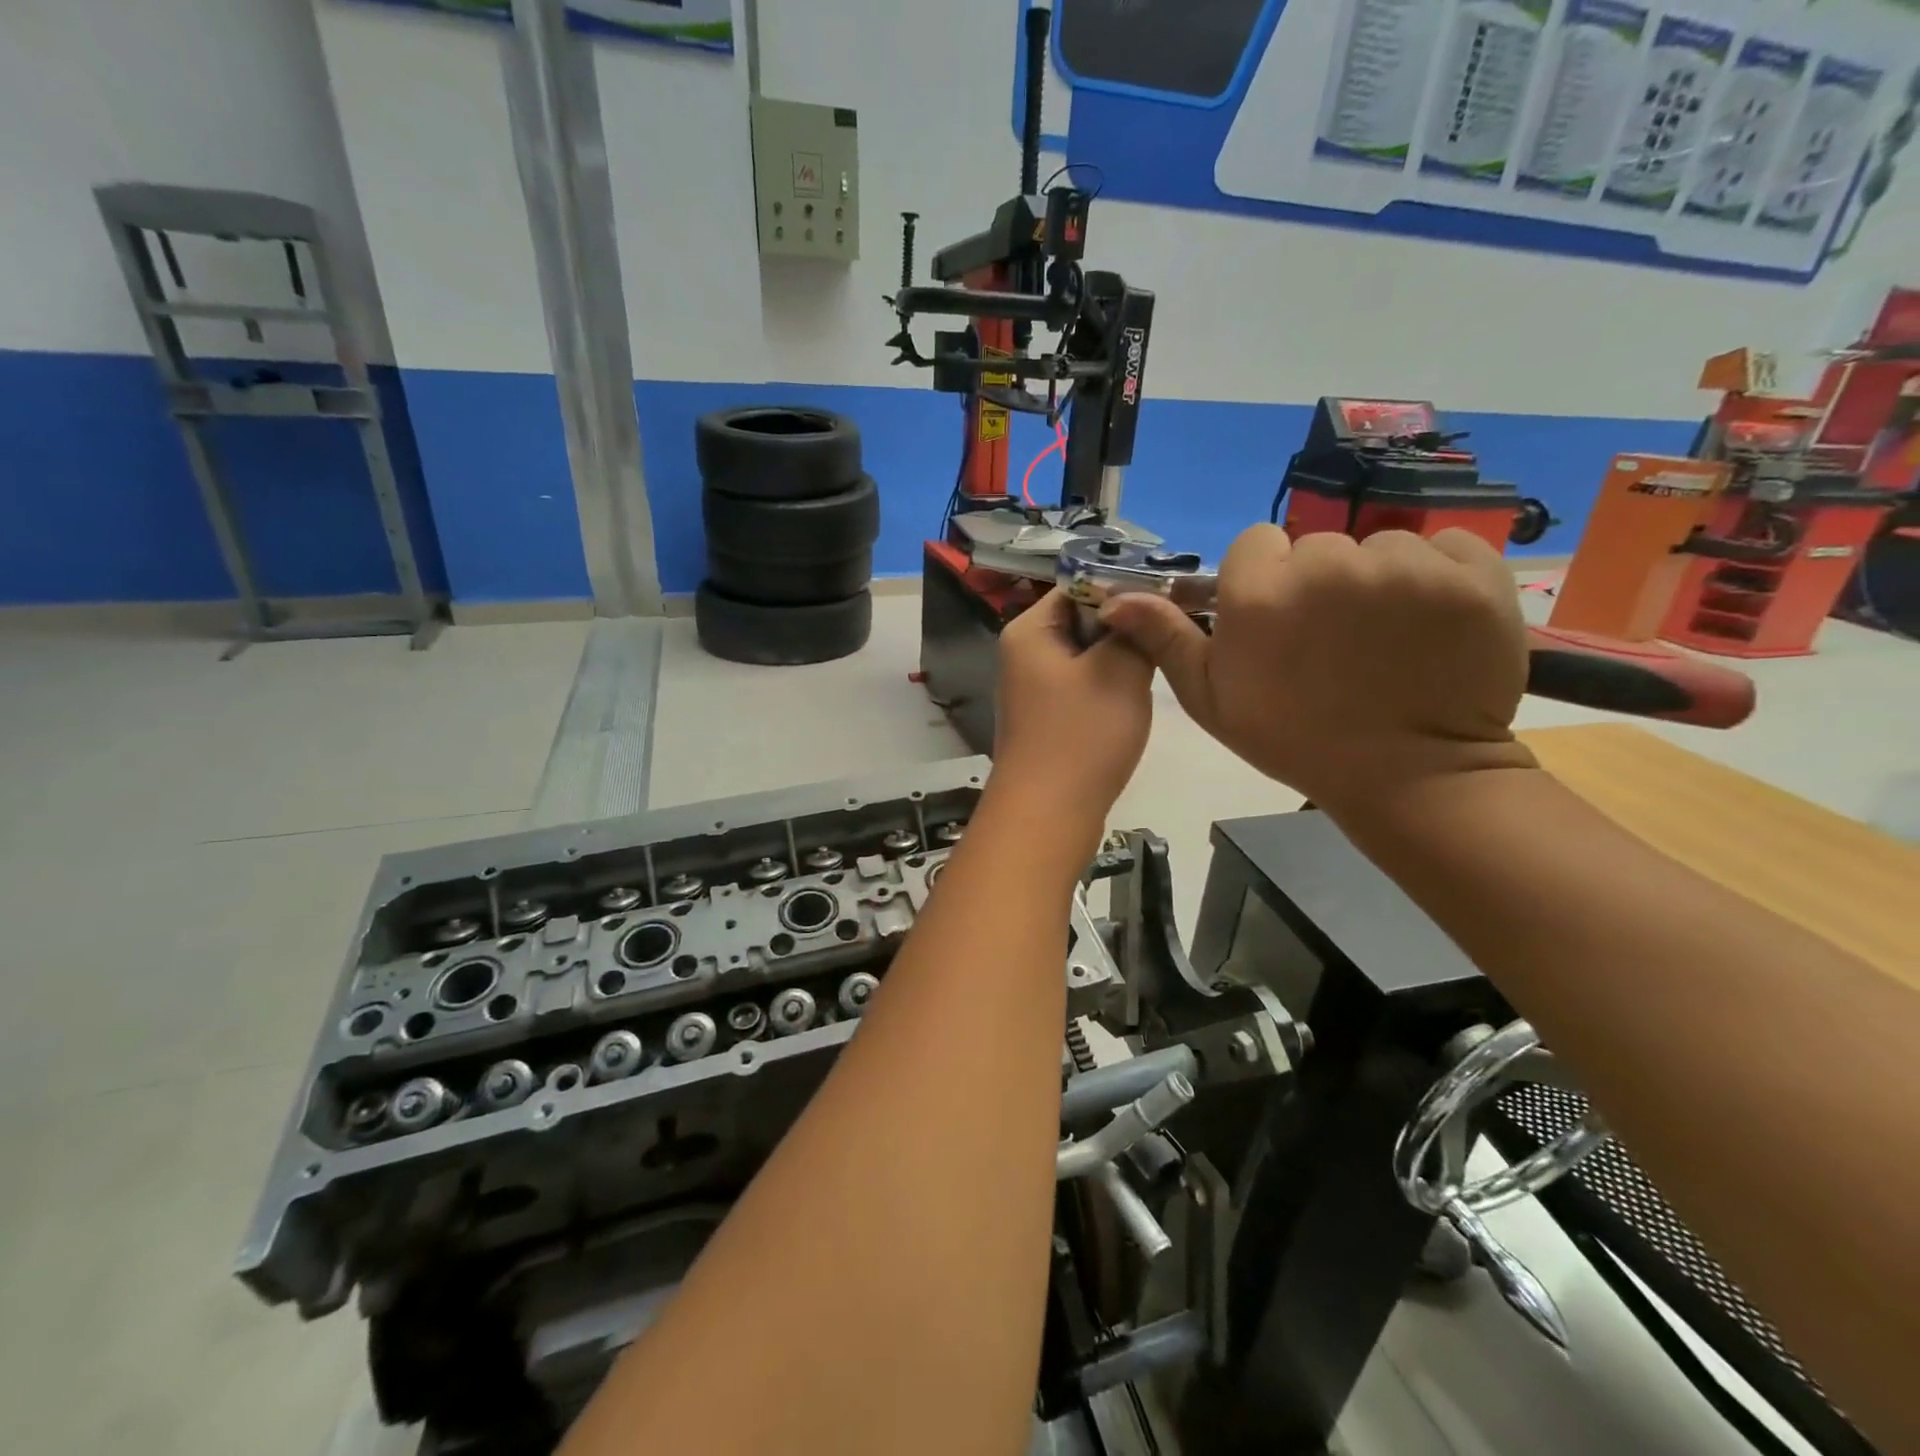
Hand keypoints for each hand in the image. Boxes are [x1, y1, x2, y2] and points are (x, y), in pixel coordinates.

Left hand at [992, 589, 1153, 825]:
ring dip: (1120, 663)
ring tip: (1151, 673)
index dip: (1123, 589)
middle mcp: (1024, 654)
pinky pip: (1083, 689)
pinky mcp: (1047, 720)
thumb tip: (1139, 605)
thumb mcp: (1120, 670)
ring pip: (1088, 658)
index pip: (1078, 586)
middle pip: (1083, 621)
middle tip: (1164, 641)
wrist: (1048, 814)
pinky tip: (1129, 707)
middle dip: (1124, 630)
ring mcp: (1033, 690)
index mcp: (1029, 631)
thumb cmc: (1082, 735)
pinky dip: (1108, 691)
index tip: (1168, 601)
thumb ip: (1135, 629)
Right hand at [1099, 526, 1534, 814]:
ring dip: (1379, 581)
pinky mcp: (1472, 571)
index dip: (1264, 583)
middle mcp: (1328, 563)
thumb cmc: (1295, 738)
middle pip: (1317, 546)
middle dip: (1319, 583)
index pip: (1256, 546)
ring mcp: (1405, 565)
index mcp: (1259, 592)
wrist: (1406, 775)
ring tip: (1385, 639)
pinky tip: (1432, 624)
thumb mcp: (1211, 698)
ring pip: (1379, 546)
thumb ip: (1166, 640)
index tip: (1279, 625)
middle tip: (1333, 641)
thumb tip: (1114, 599)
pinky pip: (1445, 548)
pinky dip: (1440, 577)